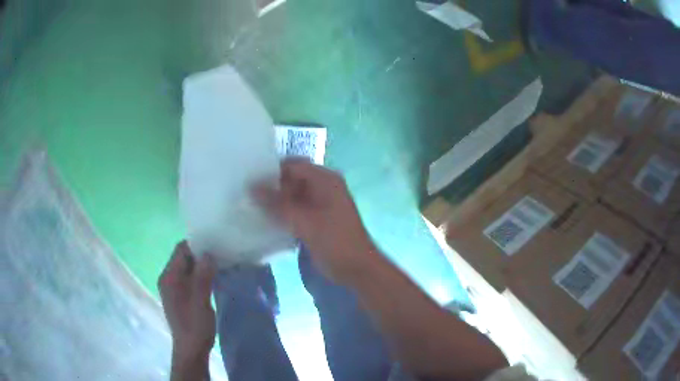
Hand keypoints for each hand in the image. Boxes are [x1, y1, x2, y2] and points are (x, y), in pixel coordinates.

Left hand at [158, 241, 216, 363]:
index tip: (216, 244)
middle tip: (222, 254)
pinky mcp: (178, 295)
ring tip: (220, 265)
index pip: (181, 249)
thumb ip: (202, 277)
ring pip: (187, 267)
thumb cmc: (195, 327)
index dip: (198, 244)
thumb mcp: (200, 302)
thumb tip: (208, 254)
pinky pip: (189, 277)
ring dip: (201, 265)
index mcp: (169, 277)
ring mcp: (172, 287)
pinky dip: (200, 274)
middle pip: (183, 257)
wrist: (191, 349)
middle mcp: (167, 278)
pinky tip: (213, 279)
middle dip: (201, 254)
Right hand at [255, 159, 379, 284]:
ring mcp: (319, 203)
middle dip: (271, 186)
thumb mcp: (304, 221)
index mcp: (325, 179)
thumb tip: (251, 187)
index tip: (249, 179)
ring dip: (275, 201)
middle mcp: (322, 187)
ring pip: (292, 195)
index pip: (293, 166)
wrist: (356, 268)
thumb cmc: (334, 240)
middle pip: (292, 179)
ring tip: (250, 205)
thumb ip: (277, 204)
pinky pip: (295, 209)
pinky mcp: (315, 219)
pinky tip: (264, 218)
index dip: (272, 171)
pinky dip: (282, 213)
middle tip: (246, 193)